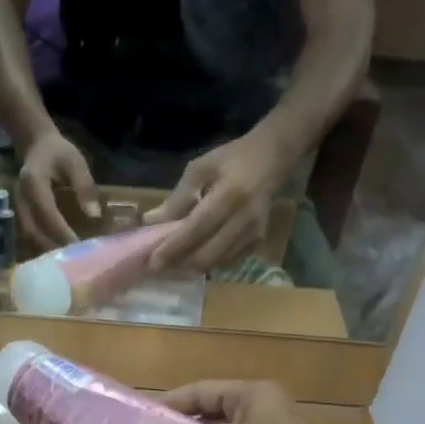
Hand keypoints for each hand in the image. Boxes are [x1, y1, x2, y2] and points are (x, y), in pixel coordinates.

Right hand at [16, 130, 99, 250]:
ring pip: (27, 235)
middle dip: (52, 246)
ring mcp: (15, 206)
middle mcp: (20, 196)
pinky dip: (40, 245)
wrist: (35, 144)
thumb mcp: (76, 161)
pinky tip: (55, 253)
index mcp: (33, 181)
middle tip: (72, 260)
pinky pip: (27, 234)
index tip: (76, 246)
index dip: (60, 231)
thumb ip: (84, 186)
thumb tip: (94, 215)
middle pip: (32, 229)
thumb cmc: (58, 152)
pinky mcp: (17, 213)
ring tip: (64, 261)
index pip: (46, 212)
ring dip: (45, 249)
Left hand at [143, 131, 290, 270]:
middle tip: (158, 265)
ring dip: (191, 266)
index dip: (172, 249)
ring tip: (172, 260)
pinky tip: (194, 254)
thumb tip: (151, 222)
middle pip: (206, 255)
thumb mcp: (200, 169)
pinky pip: (226, 261)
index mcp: (228, 195)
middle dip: (179, 264)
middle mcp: (243, 219)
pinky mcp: (257, 241)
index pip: (195, 230)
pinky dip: (208, 262)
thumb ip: (177, 198)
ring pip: (216, 263)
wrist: (273, 158)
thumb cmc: (232, 159)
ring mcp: (253, 233)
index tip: (151, 262)